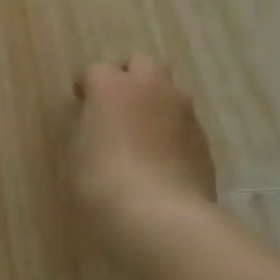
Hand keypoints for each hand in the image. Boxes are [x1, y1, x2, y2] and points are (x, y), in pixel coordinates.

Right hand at [70, 54, 217, 247]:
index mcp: (112, 86)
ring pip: (169, 91)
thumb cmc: (102, 180)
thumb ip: (86, 127)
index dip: (87, 88)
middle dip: (128, 78)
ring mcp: (183, 112)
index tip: (81, 106)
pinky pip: (183, 123)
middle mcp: (151, 87)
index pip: (95, 70)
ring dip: (154, 102)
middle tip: (115, 107)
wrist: (160, 216)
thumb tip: (95, 122)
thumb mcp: (75, 152)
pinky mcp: (204, 139)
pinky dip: (171, 131)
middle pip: (141, 63)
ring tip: (141, 133)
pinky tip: (161, 159)